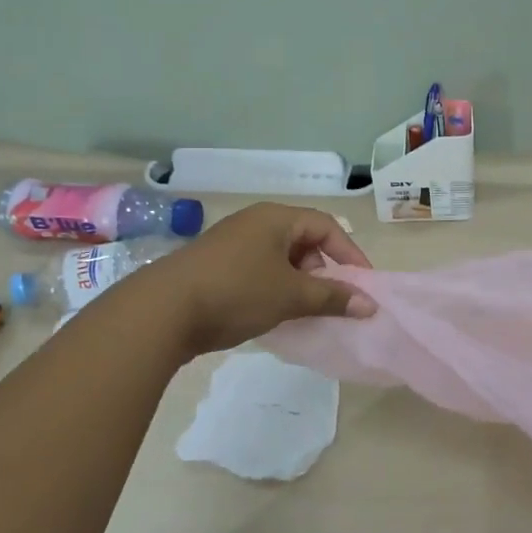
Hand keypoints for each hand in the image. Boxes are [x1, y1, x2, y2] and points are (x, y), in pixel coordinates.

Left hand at [130, 202, 375, 358]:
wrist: (161, 311)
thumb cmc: (236, 292)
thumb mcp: (291, 296)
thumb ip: (333, 298)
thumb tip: (370, 305)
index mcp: (275, 218)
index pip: (326, 226)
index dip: (349, 253)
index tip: (362, 284)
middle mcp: (254, 223)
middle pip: (302, 240)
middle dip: (322, 270)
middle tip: (328, 299)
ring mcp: (230, 244)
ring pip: (278, 258)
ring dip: (297, 283)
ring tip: (301, 311)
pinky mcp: (213, 266)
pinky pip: (257, 271)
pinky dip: (273, 289)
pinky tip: (270, 314)